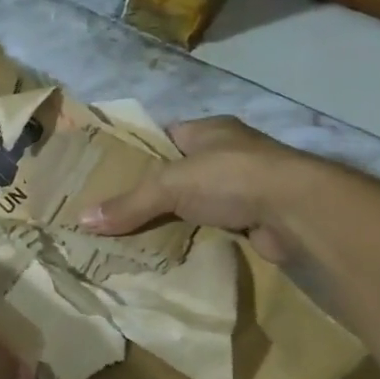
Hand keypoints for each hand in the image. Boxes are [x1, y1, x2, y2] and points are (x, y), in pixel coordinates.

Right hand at [81, 115, 303, 263]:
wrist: (296, 209)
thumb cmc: (231, 177)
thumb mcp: (169, 184)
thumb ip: (129, 202)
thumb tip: (82, 219)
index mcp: (208, 130)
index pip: (165, 136)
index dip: (139, 153)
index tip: (111, 174)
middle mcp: (228, 152)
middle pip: (180, 170)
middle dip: (154, 190)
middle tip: (119, 210)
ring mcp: (246, 184)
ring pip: (199, 200)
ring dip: (177, 216)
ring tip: (138, 234)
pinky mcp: (256, 216)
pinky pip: (216, 224)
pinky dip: (198, 235)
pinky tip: (174, 248)